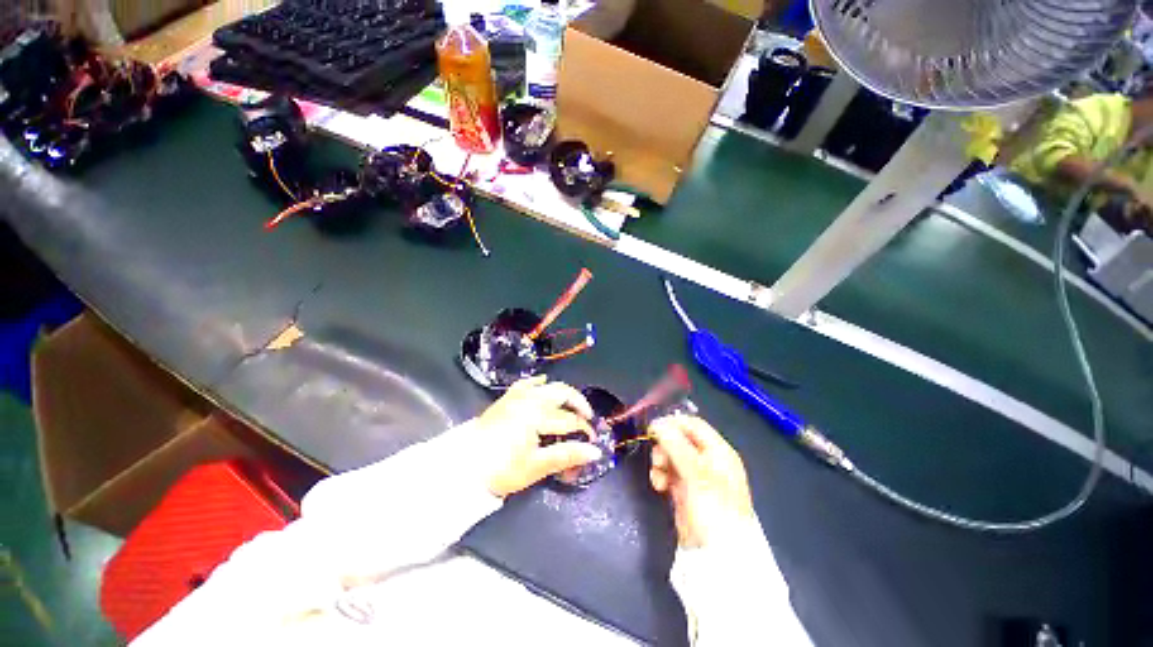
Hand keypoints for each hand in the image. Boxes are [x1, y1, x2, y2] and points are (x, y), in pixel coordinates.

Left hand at [474, 376, 602, 497]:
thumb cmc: (501, 469)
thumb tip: (595, 452)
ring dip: (562, 394)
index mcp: (537, 414)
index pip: (569, 419)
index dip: (584, 429)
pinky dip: (537, 383)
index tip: (592, 441)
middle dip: (578, 405)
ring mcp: (516, 397)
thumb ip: (567, 455)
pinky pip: (525, 384)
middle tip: (587, 419)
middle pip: (561, 394)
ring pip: (546, 387)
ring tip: (571, 405)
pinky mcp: (505, 400)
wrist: (462, 469)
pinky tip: (542, 383)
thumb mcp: (536, 465)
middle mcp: (529, 399)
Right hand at [649, 415, 753, 547]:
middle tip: (657, 459)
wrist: (716, 555)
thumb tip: (656, 422)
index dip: (673, 423)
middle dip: (665, 446)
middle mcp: (708, 460)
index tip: (652, 429)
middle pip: (680, 439)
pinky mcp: (686, 490)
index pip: (693, 425)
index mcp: (718, 451)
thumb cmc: (712, 506)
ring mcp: (697, 476)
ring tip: (658, 477)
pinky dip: (662, 475)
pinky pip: (670, 473)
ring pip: (672, 455)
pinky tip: (659, 486)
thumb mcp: (694, 471)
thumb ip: (674, 443)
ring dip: (661, 462)